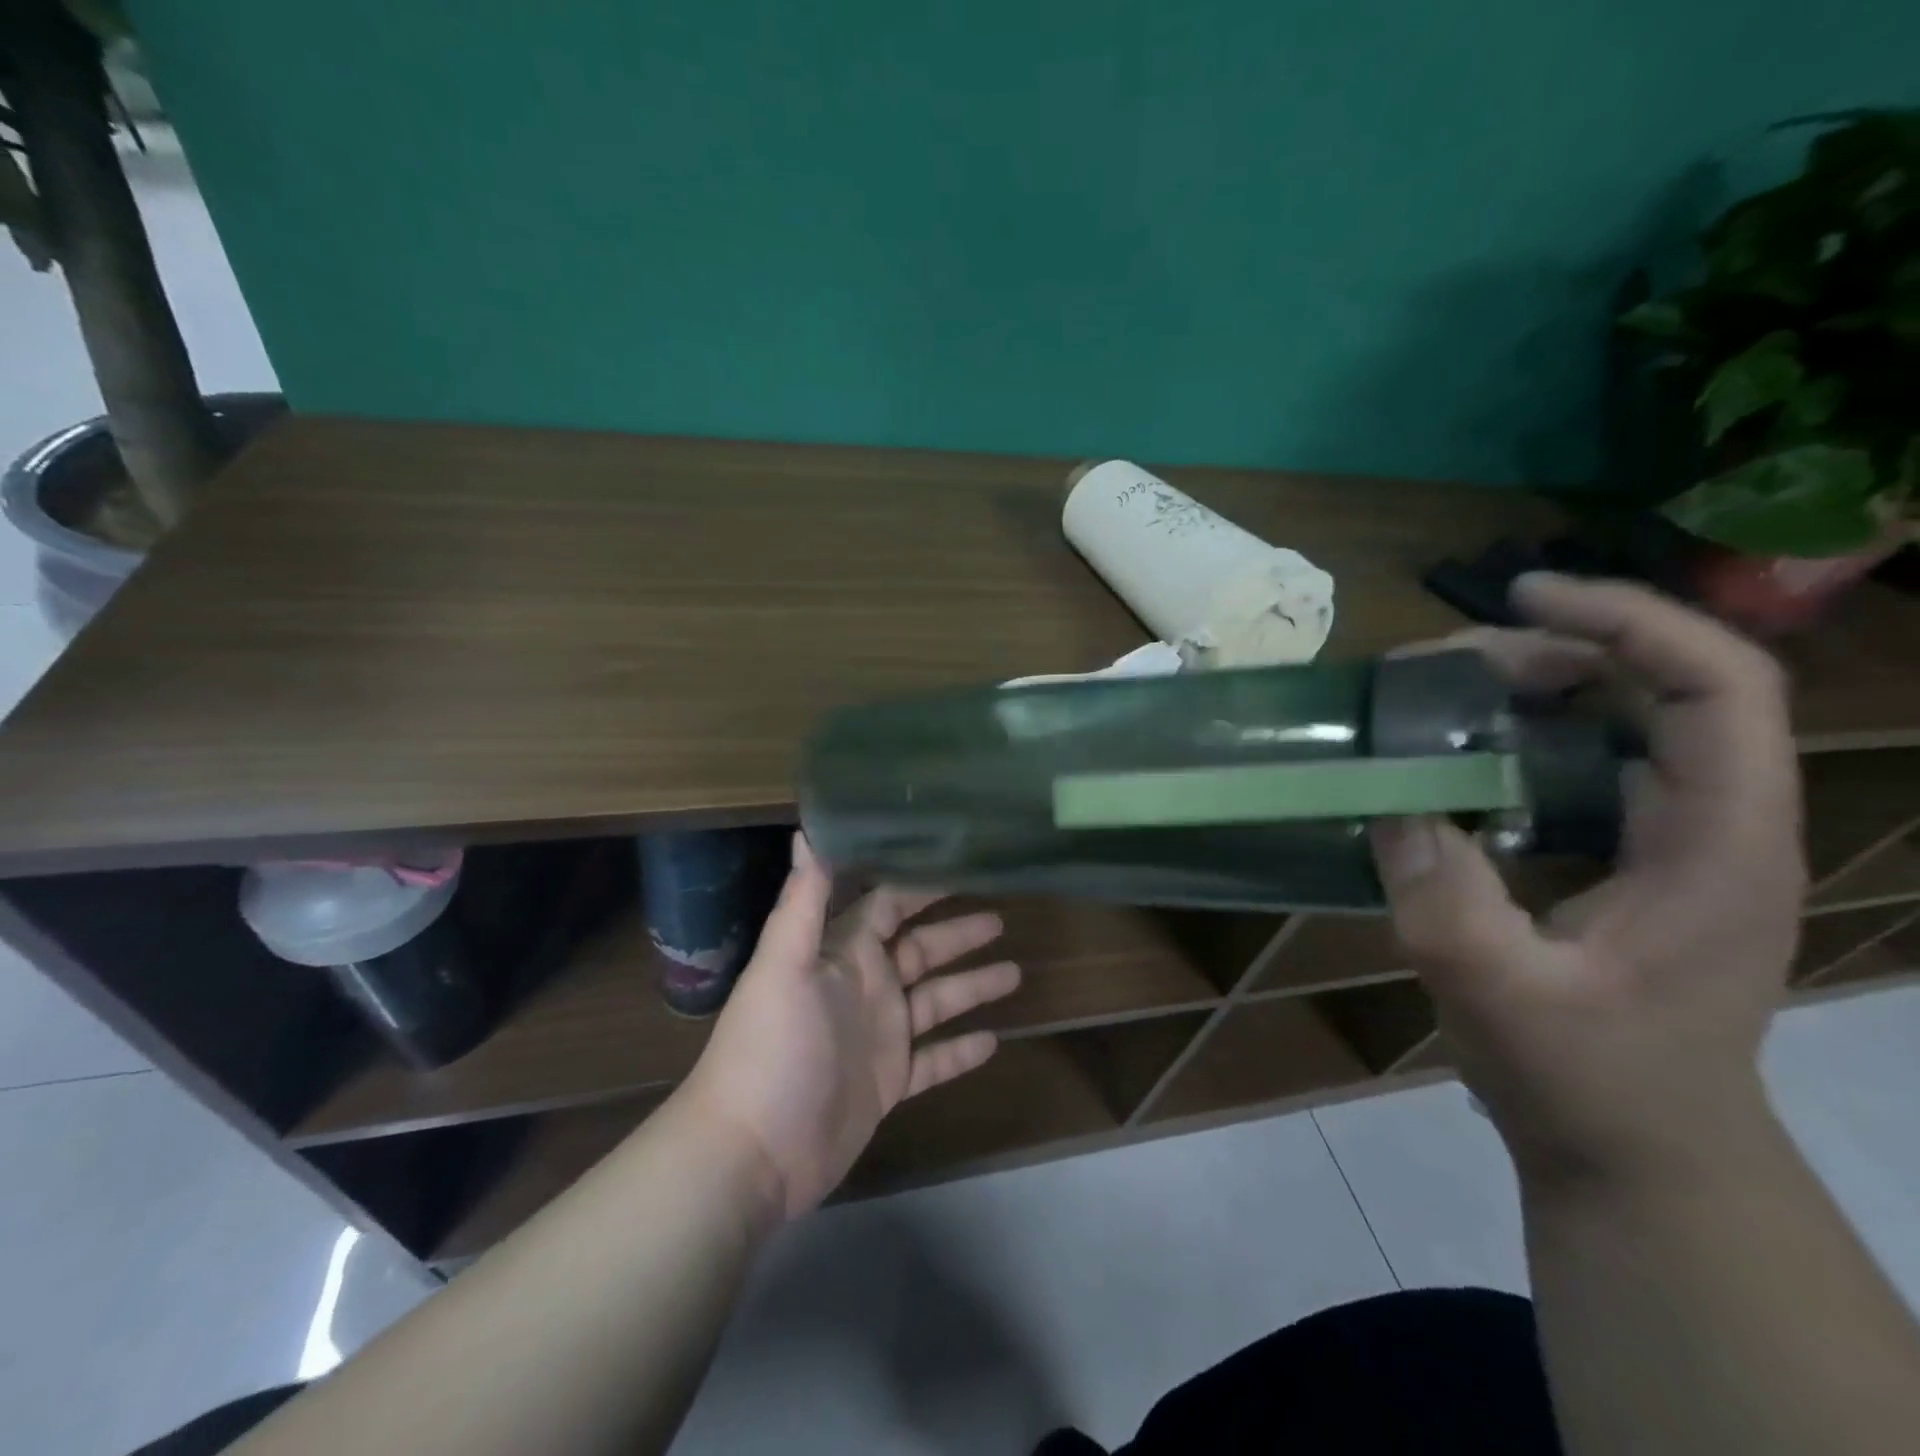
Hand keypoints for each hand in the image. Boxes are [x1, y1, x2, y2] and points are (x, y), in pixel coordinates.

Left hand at [680, 836, 1021, 1219]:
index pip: (886, 906)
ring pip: (935, 1002)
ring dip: (972, 987)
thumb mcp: (783, 967)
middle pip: (919, 950)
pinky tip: (995, 1041)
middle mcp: (864, 987)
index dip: (920, 886)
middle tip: (1002, 918)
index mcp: (842, 955)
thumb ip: (802, 901)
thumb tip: (807, 830)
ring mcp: (878, 1037)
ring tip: (1016, 972)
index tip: (962, 867)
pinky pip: (934, 1061)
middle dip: (957, 934)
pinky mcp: (887, 1084)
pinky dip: (961, 1051)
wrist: (752, 1153)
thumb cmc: (770, 1049)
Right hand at [1370, 573, 1805, 1187]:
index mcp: (1720, 847)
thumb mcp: (1500, 995)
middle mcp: (1713, 827)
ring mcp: (1674, 845)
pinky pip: (1583, 768)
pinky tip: (1453, 757)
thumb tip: (1390, 803)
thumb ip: (1442, 899)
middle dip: (1553, 650)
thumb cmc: (1590, 1084)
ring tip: (1437, 695)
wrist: (1639, 1157)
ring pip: (1621, 723)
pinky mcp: (1630, 863)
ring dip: (1532, 690)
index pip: (1719, 688)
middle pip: (1661, 688)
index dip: (1631, 620)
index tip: (1524, 594)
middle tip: (1440, 663)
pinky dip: (1518, 738)